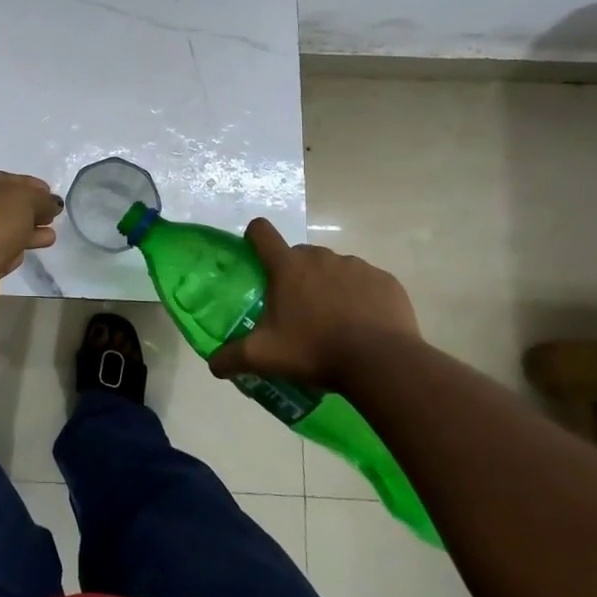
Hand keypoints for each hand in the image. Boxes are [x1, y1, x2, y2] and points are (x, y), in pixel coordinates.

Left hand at [0, 169, 61, 323]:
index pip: (9, 179)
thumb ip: (43, 199)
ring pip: (5, 230)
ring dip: (28, 231)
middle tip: (53, 216)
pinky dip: (17, 250)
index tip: (51, 194)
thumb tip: (53, 203)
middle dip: (31, 210)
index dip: (32, 186)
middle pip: (7, 206)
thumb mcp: (25, 199)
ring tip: (51, 236)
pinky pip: (2, 251)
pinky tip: (32, 251)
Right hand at [209, 218, 419, 392]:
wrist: (381, 362)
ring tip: (335, 323)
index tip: (256, 258)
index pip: (261, 232)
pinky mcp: (384, 280)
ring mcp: (355, 265)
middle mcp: (320, 256)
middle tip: (298, 311)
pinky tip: (364, 326)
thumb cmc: (315, 350)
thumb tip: (212, 364)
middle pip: (299, 256)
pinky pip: (366, 283)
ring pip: (334, 269)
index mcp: (287, 266)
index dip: (254, 238)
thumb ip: (232, 357)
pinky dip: (361, 298)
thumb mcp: (265, 357)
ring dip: (329, 287)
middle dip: (296, 276)